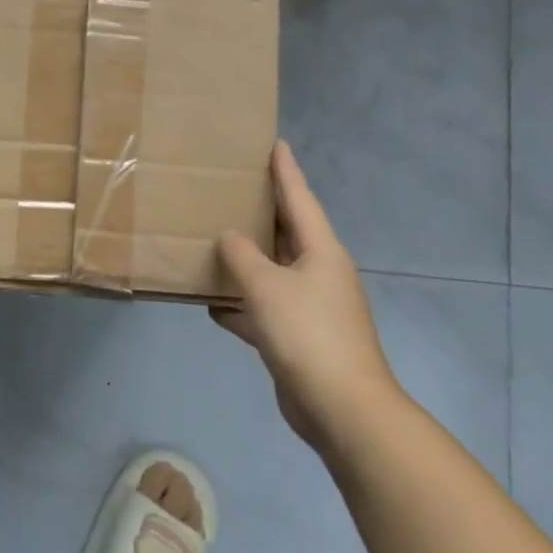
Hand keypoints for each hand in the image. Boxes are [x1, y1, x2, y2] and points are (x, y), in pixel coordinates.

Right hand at [214, 142, 394, 444]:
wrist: (342, 408)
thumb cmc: (308, 334)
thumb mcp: (266, 287)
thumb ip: (242, 256)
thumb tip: (229, 238)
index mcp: (321, 251)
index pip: (300, 198)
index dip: (286, 171)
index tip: (275, 143)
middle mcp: (318, 272)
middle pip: (285, 233)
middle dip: (261, 212)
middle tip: (232, 188)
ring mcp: (309, 307)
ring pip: (271, 272)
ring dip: (245, 262)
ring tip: (213, 241)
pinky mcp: (297, 337)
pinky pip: (263, 309)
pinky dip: (240, 305)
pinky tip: (211, 304)